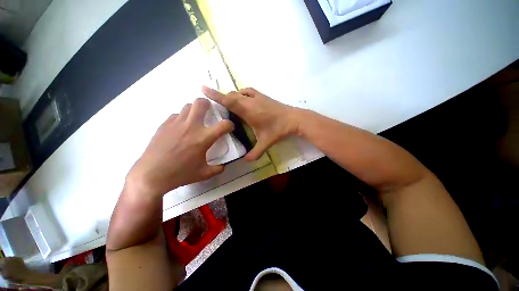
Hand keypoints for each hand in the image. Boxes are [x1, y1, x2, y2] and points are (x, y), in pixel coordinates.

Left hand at [127, 98, 233, 196]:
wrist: (150, 175)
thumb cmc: (180, 174)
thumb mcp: (204, 174)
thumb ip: (217, 169)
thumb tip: (224, 165)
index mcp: (203, 138)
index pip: (224, 125)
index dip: (230, 125)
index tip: (229, 128)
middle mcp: (191, 126)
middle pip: (201, 103)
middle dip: (208, 104)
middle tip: (209, 112)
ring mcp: (176, 123)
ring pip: (187, 106)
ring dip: (195, 110)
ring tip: (195, 119)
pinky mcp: (164, 125)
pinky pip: (176, 115)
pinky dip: (182, 118)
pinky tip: (181, 128)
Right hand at [202, 86, 298, 159]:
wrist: (295, 119)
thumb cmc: (279, 130)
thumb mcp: (266, 142)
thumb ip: (255, 153)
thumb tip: (245, 161)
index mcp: (249, 111)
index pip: (229, 101)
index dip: (215, 95)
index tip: (202, 88)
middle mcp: (251, 101)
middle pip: (232, 95)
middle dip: (222, 99)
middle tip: (218, 108)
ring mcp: (257, 97)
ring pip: (239, 92)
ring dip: (232, 97)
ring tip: (229, 106)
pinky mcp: (263, 96)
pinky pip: (247, 91)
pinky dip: (241, 94)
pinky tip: (242, 101)